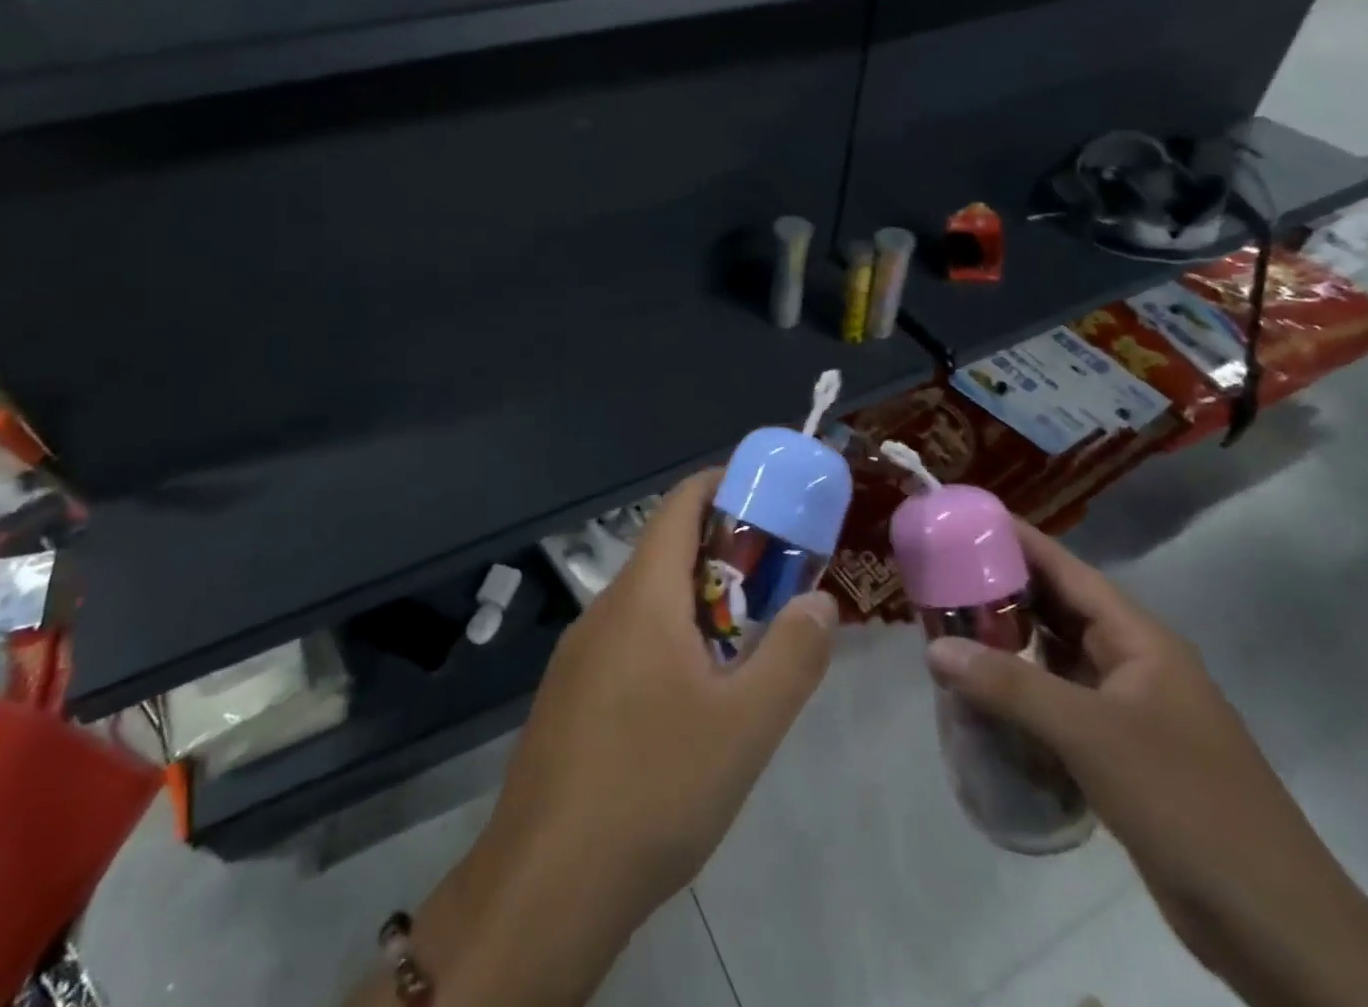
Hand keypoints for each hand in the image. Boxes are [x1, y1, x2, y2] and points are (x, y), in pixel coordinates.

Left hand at [375, 469, 836, 1006]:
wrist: (547, 883)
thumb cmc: (655, 787)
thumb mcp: (746, 726)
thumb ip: (793, 655)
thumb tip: (819, 601)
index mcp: (643, 595)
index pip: (681, 503)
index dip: (724, 485)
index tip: (770, 497)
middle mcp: (605, 608)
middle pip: (667, 550)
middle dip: (725, 555)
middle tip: (778, 584)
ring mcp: (580, 652)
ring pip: (648, 601)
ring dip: (699, 604)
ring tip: (746, 645)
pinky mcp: (570, 693)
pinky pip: (628, 640)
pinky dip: (669, 640)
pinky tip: (692, 700)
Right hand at [923, 523, 1367, 1006]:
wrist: (1276, 927)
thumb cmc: (1187, 803)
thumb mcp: (1091, 736)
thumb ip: (1010, 687)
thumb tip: (935, 649)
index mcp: (1138, 639)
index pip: (1066, 569)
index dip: (1016, 539)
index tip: (963, 518)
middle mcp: (1132, 662)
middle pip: (1055, 609)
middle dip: (998, 593)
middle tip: (936, 579)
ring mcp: (1128, 709)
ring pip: (1054, 658)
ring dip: (1006, 647)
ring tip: (945, 632)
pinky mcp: (1120, 752)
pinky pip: (1058, 704)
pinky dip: (1020, 696)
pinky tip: (980, 701)